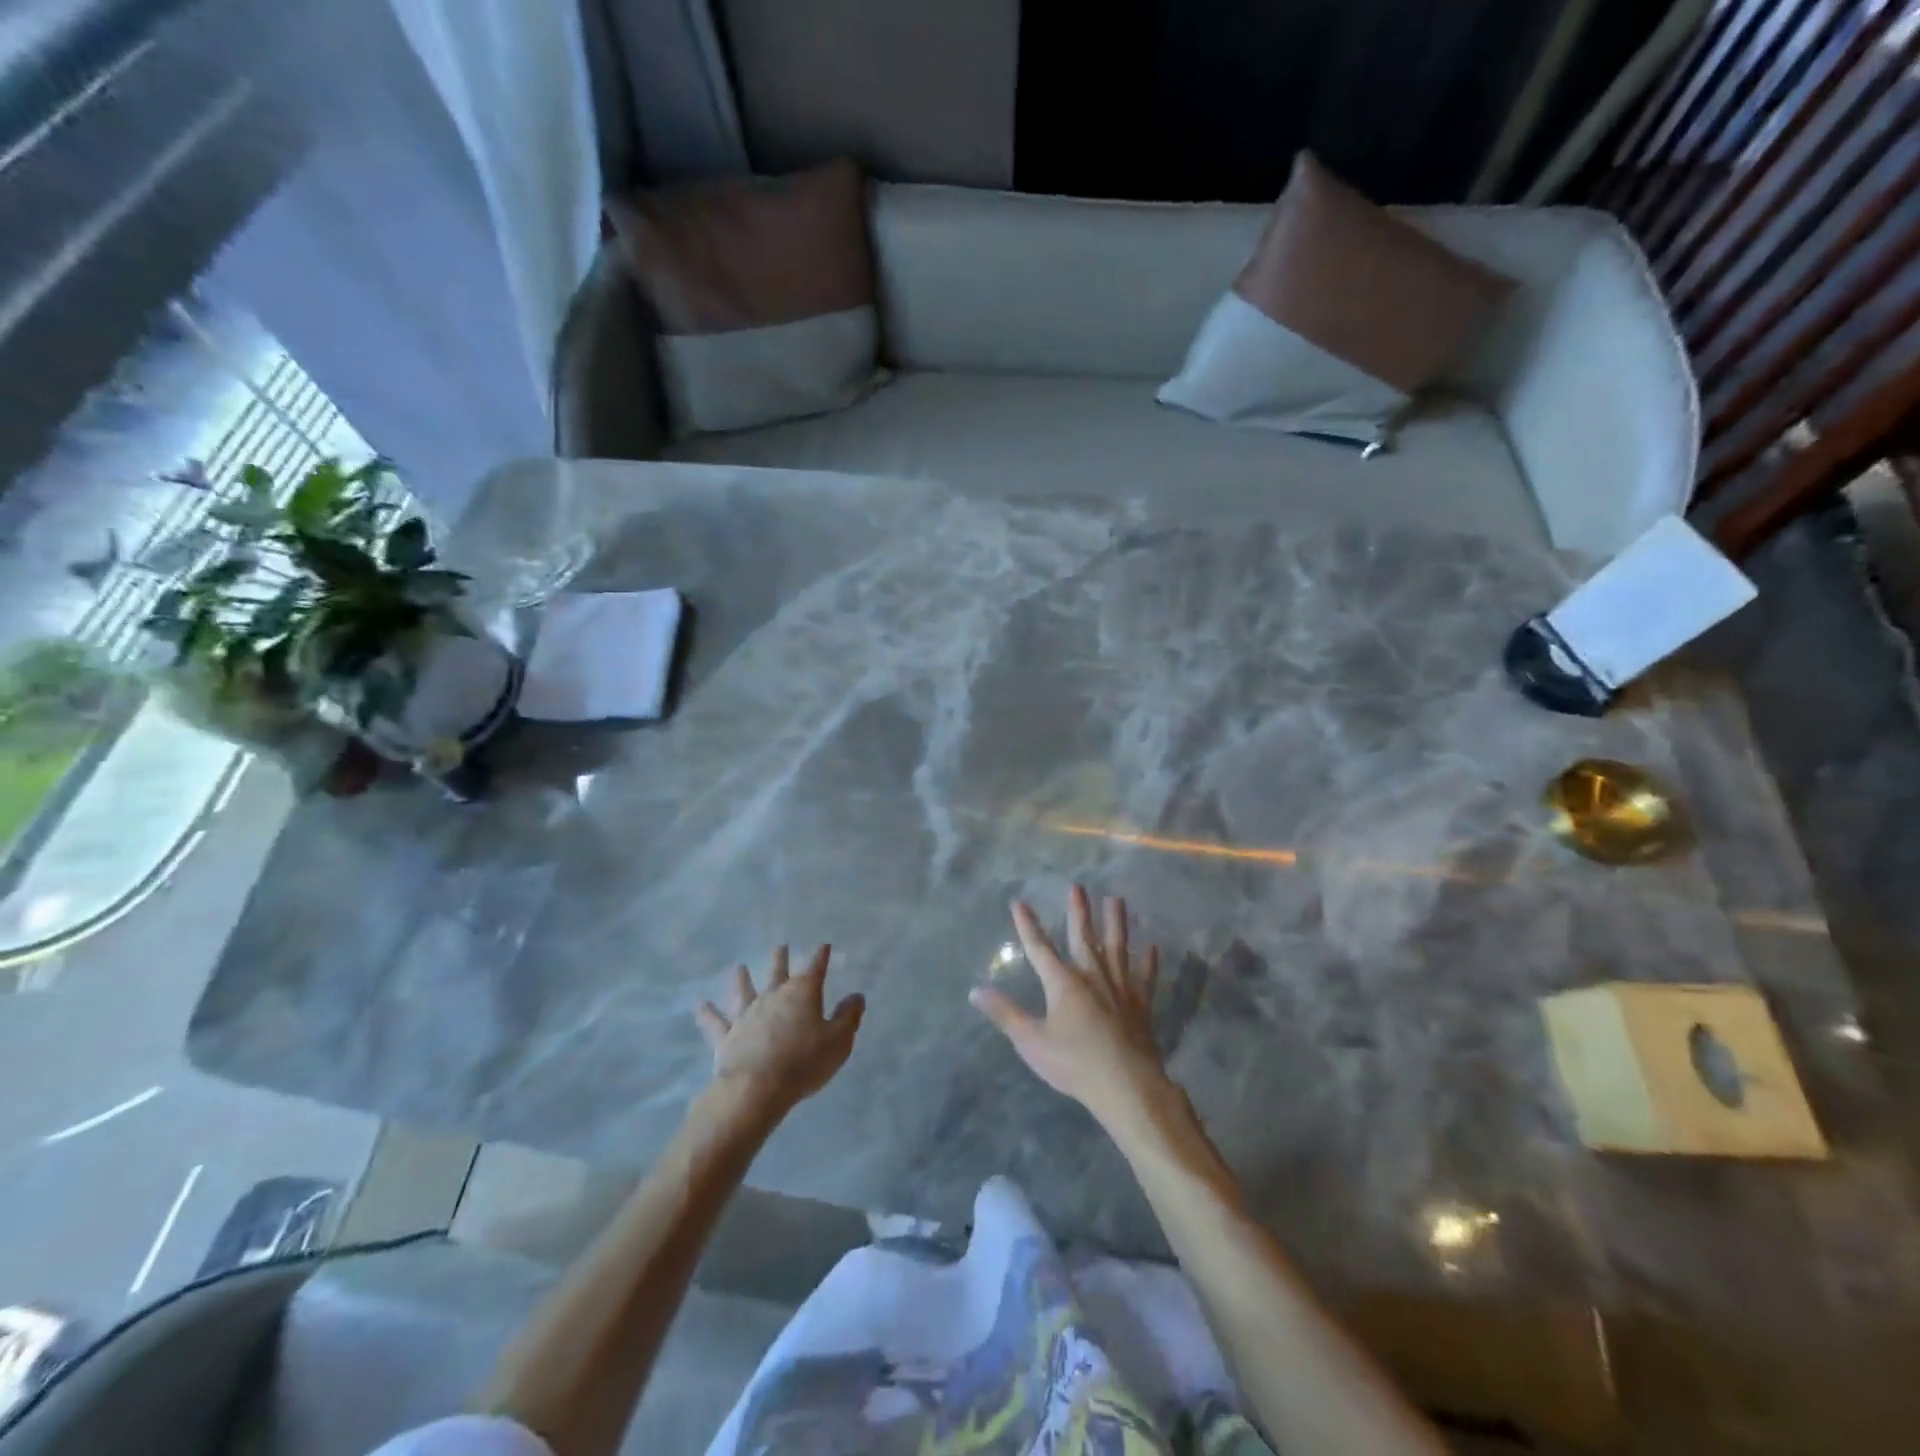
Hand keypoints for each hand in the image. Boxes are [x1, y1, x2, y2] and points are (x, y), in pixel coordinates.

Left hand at [695, 946, 864, 1117]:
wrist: (757, 1088)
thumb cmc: (804, 1062)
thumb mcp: (839, 1041)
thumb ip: (848, 1016)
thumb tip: (856, 996)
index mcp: (802, 993)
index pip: (815, 968)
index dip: (821, 957)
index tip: (824, 946)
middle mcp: (773, 996)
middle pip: (778, 972)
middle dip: (781, 959)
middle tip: (780, 946)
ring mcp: (747, 1015)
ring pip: (744, 991)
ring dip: (742, 979)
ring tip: (739, 967)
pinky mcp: (727, 1036)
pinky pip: (716, 1022)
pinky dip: (707, 1014)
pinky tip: (699, 1005)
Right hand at [970, 885, 1167, 1124]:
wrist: (1126, 1085)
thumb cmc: (1074, 1063)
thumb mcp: (1031, 1041)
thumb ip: (1005, 1014)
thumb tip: (975, 991)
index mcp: (1063, 983)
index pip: (1040, 948)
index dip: (1028, 925)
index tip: (1019, 903)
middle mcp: (1092, 976)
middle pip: (1083, 937)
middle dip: (1078, 911)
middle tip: (1077, 886)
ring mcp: (1120, 988)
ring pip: (1117, 948)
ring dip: (1116, 923)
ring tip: (1117, 899)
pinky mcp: (1141, 1005)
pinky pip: (1145, 977)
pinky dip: (1148, 961)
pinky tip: (1152, 946)